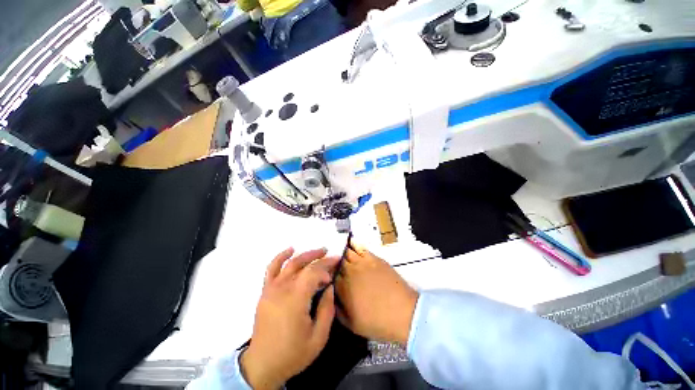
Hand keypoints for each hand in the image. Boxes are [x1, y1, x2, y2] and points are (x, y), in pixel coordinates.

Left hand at [241, 248, 338, 388]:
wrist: (262, 365)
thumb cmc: (293, 353)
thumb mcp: (318, 337)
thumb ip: (327, 309)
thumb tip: (330, 287)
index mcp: (296, 299)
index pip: (313, 272)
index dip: (326, 266)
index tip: (336, 266)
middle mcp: (282, 289)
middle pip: (303, 265)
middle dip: (319, 257)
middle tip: (331, 255)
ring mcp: (271, 289)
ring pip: (290, 263)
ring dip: (305, 254)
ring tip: (318, 251)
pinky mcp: (265, 292)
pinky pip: (271, 268)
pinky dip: (281, 257)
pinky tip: (290, 250)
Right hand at [335, 243, 418, 344]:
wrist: (402, 312)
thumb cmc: (376, 321)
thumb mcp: (351, 324)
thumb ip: (337, 309)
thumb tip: (330, 297)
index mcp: (343, 287)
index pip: (329, 275)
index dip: (327, 274)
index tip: (326, 274)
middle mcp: (350, 271)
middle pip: (337, 261)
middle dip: (333, 261)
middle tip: (331, 261)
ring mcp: (362, 262)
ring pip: (347, 252)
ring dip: (341, 251)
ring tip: (337, 249)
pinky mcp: (373, 258)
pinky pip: (360, 247)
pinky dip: (353, 244)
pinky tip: (350, 242)